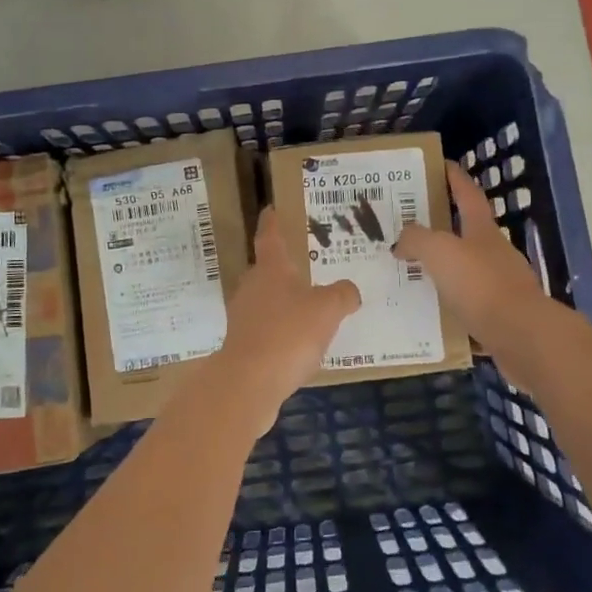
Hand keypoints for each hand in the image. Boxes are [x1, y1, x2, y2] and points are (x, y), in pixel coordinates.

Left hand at [205, 207, 359, 435]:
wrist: (249, 383)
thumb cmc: (289, 334)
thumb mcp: (328, 309)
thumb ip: (343, 294)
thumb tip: (348, 291)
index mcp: (270, 269)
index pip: (269, 237)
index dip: (272, 222)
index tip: (270, 209)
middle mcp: (252, 287)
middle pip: (267, 271)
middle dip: (284, 269)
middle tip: (306, 267)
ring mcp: (243, 317)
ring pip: (266, 301)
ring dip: (284, 303)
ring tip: (310, 309)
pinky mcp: (242, 345)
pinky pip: (267, 329)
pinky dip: (282, 331)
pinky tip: (300, 345)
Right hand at [394, 161, 548, 355]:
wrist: (522, 337)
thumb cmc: (480, 284)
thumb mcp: (440, 252)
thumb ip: (416, 240)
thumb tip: (401, 241)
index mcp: (483, 231)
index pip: (468, 194)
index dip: (455, 178)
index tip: (442, 165)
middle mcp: (495, 253)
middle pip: (468, 232)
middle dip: (443, 227)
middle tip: (411, 227)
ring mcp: (502, 286)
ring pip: (467, 271)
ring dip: (444, 270)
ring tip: (413, 273)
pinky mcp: (502, 317)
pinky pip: (470, 305)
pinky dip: (451, 306)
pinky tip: (431, 314)